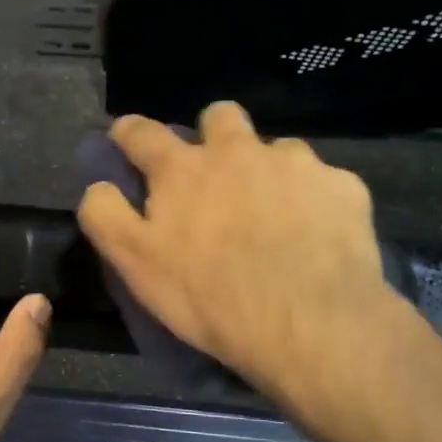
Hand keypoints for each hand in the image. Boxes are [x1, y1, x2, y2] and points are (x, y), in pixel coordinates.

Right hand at [77, 103, 399, 402]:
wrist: (311, 324)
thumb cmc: (211, 297)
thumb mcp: (136, 265)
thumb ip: (106, 216)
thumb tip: (99, 185)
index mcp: (183, 169)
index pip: (141, 132)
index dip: (129, 133)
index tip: (127, 142)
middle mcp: (238, 150)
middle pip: (218, 116)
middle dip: (211, 136)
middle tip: (215, 179)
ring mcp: (296, 163)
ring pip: (276, 149)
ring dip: (267, 171)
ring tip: (274, 217)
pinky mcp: (342, 185)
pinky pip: (322, 181)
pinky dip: (313, 201)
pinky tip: (316, 236)